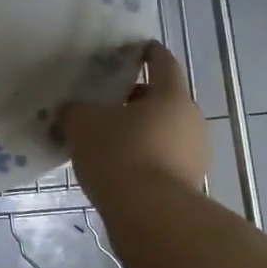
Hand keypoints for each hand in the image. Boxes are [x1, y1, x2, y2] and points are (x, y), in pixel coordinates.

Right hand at [59, 41, 209, 198]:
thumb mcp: (83, 125)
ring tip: (105, 139)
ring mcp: (195, 155)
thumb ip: (74, 110)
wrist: (153, 219)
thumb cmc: (120, 155)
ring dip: (139, 131)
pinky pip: (163, 159)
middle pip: (162, 100)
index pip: (162, 62)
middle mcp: (190, 120)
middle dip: (134, 99)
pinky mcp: (190, 185)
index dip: (147, 52)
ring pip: (163, 131)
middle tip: (105, 102)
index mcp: (171, 95)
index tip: (134, 49)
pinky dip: (143, 157)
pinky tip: (116, 168)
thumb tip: (71, 109)